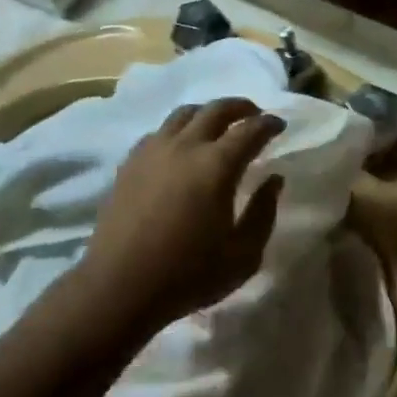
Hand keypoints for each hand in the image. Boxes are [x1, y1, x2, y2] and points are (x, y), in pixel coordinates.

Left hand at [76, 98, 285, 337]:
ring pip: (185, 113)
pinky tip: (180, 147)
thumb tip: (273, 179)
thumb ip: (263, 213)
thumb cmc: (186, 275)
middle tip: (253, 115)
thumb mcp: (242, 256)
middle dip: (241, 107)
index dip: (269, 124)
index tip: (279, 126)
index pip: (250, 129)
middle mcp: (187, 146)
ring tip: (217, 125)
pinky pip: (159, 132)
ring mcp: (155, 150)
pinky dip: (178, 130)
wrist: (118, 289)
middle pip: (217, 109)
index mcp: (217, 165)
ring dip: (207, 113)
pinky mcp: (131, 162)